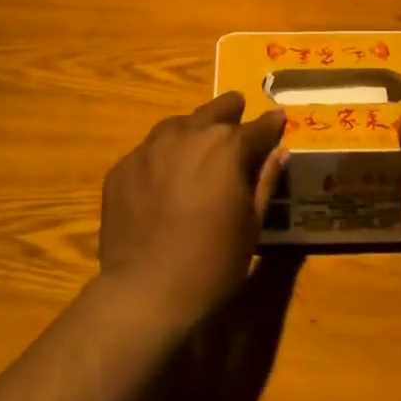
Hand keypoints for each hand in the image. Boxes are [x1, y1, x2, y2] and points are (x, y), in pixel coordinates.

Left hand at [97, 91, 286, 332]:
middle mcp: (188, 136)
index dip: (270, 124)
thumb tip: (279, 152)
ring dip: (192, 128)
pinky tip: (164, 175)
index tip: (278, 118)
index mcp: (227, 147)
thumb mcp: (252, 224)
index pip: (256, 127)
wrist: (146, 291)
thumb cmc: (213, 262)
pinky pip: (148, 152)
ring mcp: (149, 149)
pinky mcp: (121, 169)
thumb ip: (265, 182)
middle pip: (213, 112)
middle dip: (229, 110)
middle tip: (236, 109)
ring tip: (198, 140)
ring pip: (176, 126)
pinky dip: (162, 156)